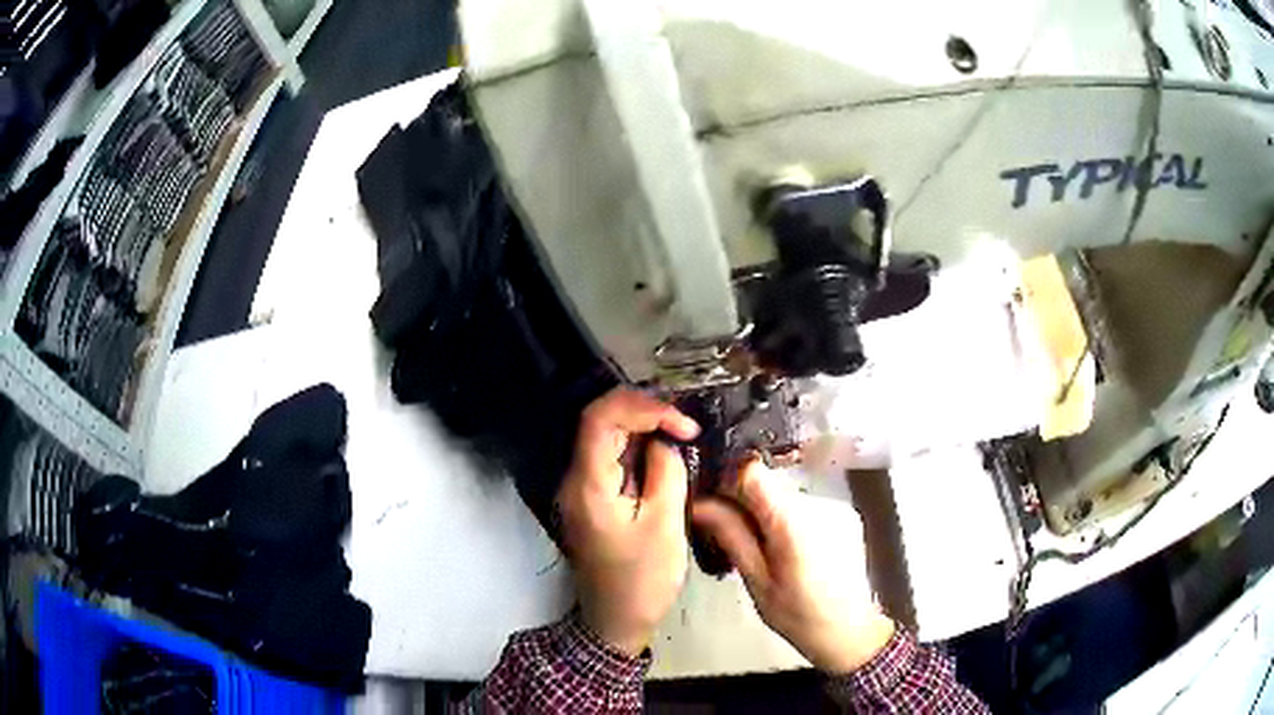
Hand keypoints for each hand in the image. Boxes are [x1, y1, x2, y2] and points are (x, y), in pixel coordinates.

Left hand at [556, 388, 699, 655]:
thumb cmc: (642, 580)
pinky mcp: (593, 498)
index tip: (684, 425)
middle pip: (601, 422)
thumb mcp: (665, 525)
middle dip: (645, 411)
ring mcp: (581, 488)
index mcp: (587, 485)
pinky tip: (666, 452)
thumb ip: (666, 472)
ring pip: (607, 437)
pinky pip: (612, 459)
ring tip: (682, 431)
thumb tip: (665, 441)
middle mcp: (576, 479)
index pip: (601, 418)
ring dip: (644, 427)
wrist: (615, 620)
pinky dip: (639, 448)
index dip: (644, 407)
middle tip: (686, 423)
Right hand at [691, 459, 895, 673]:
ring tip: (763, 549)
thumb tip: (700, 502)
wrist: (850, 631)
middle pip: (770, 485)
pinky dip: (791, 521)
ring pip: (787, 496)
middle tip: (729, 534)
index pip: (753, 472)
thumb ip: (732, 536)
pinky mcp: (846, 513)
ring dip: (769, 514)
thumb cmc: (798, 615)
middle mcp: (818, 503)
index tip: (713, 502)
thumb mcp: (757, 581)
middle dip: (746, 504)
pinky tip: (791, 551)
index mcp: (793, 521)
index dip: (728, 481)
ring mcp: (836, 506)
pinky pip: (806, 507)